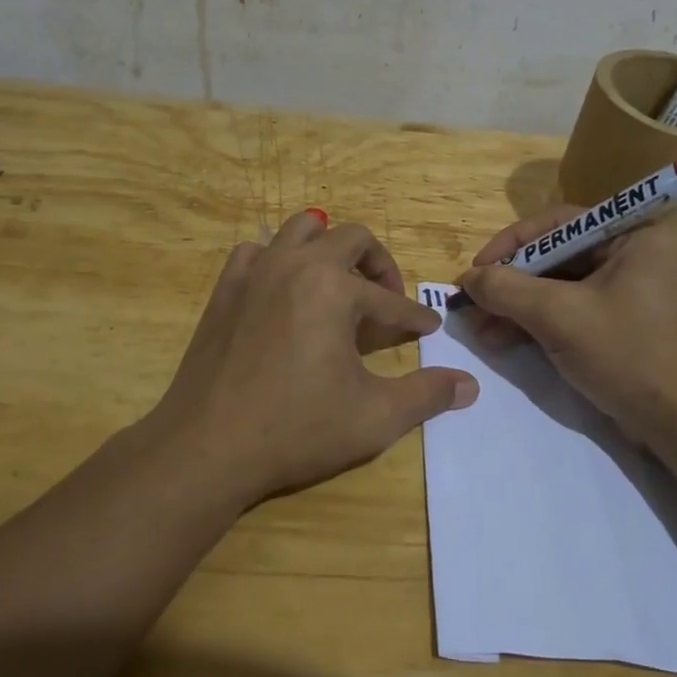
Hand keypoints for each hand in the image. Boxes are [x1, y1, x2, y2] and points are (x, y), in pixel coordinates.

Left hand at [144, 209, 477, 506]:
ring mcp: (255, 271)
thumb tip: (469, 385)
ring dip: (329, 248)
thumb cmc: (295, 429)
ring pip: (302, 229)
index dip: (414, 317)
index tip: (428, 330)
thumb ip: (427, 395)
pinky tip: (284, 291)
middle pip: (352, 238)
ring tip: (339, 283)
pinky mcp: (225, 287)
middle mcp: (296, 264)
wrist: (207, 447)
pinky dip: (279, 260)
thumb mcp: (374, 417)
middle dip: (379, 266)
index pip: (389, 299)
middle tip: (387, 301)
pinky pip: (258, 251)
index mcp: (335, 289)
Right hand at [456, 207, 676, 447]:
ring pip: (555, 288)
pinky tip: (500, 340)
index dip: (510, 244)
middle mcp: (629, 256)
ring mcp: (623, 293)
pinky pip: (566, 312)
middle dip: (509, 283)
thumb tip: (466, 279)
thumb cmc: (626, 354)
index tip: (476, 270)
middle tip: (471, 304)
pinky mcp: (616, 326)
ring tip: (478, 330)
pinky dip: (533, 324)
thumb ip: (507, 289)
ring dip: (514, 307)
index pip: (556, 224)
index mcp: (631, 237)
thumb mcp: (559, 316)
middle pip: (553, 258)